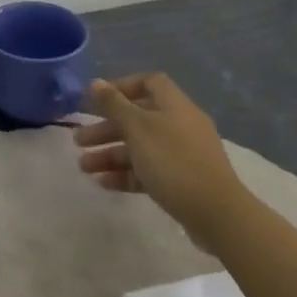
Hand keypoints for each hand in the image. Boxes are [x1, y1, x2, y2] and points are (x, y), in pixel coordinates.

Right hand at [74, 73, 246, 244]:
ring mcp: (183, 155)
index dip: (122, 87)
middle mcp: (180, 125)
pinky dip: (126, 174)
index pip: (148, 83)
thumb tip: (96, 82)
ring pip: (140, 147)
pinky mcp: (183, 182)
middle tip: (79, 140)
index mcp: (174, 105)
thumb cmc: (173, 162)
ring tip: (83, 167)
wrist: (217, 214)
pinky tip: (103, 183)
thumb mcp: (138, 129)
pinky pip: (149, 171)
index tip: (97, 100)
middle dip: (106, 128)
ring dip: (110, 154)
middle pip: (138, 118)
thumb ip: (114, 105)